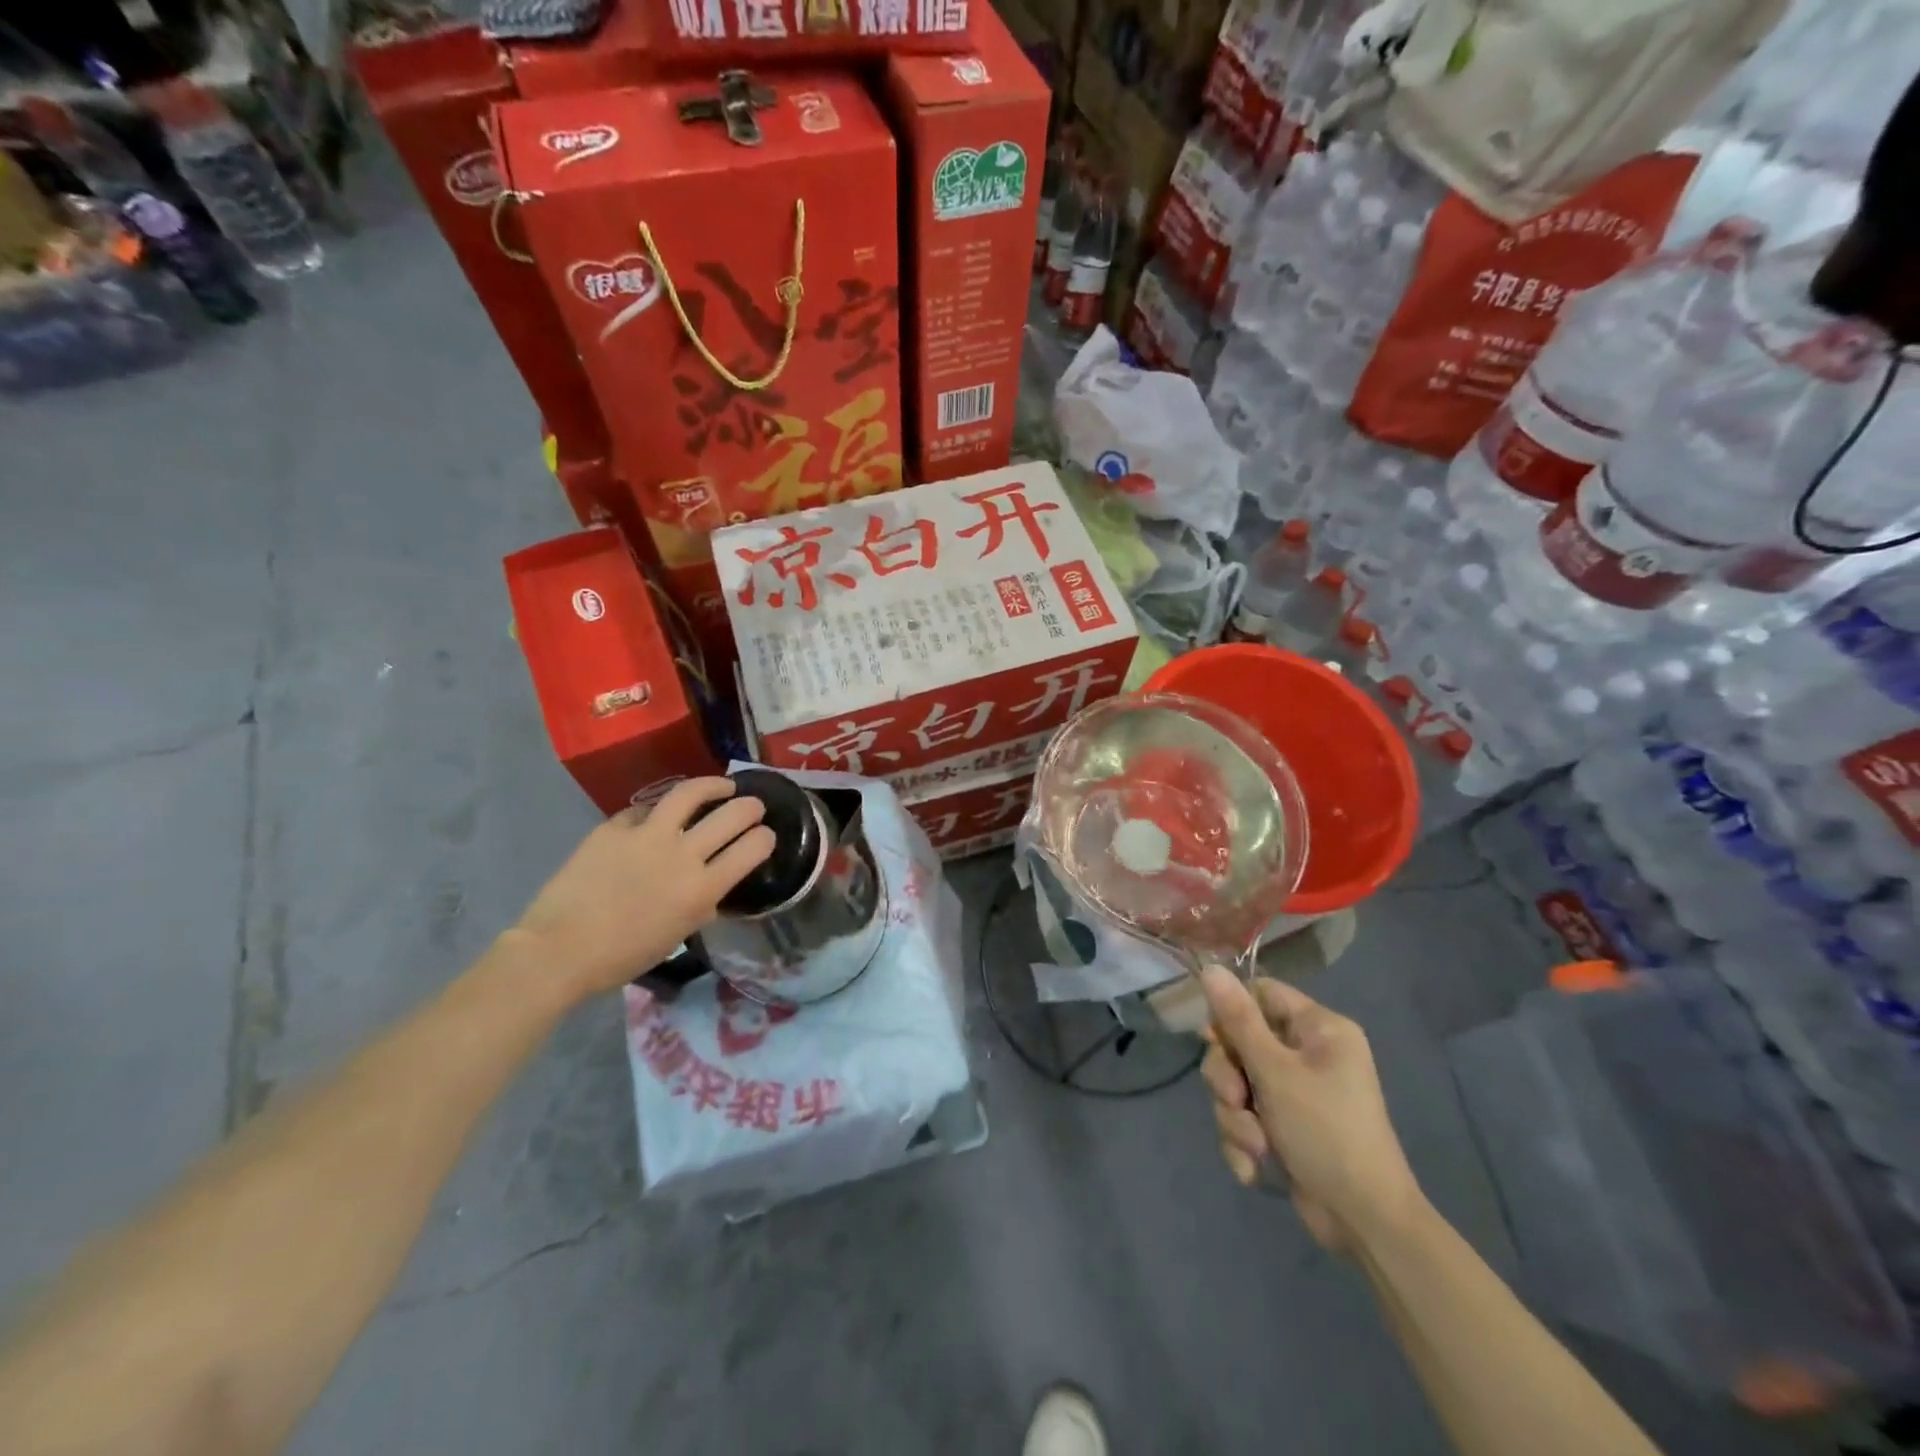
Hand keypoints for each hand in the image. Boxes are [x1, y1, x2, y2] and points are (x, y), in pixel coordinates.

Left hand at [510, 778, 775, 1003]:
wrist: (559, 951)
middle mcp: (682, 854)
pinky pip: (644, 810)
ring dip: (713, 786)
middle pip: (732, 815)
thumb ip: (701, 905)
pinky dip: (657, 811)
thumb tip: (711, 888)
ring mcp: (646, 835)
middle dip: (751, 807)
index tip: (765, 836)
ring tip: (721, 786)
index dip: (765, 838)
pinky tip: (658, 816)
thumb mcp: (678, 934)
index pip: (752, 848)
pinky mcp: (614, 827)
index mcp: (702, 888)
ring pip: (691, 793)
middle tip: (753, 806)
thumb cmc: (623, 956)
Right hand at [1199, 968, 1424, 1252]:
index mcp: (1319, 1029)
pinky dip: (1244, 1142)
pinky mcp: (1284, 1128)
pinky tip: (1256, 1167)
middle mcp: (1307, 1054)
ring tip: (1255, 1146)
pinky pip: (1245, 1118)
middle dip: (1229, 1078)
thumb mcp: (1275, 1072)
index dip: (1231, 1012)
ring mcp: (1295, 1093)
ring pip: (1237, 1084)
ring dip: (1235, 1117)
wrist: (1364, 1223)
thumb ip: (1238, 1020)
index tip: (1213, 1039)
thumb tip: (1210, 968)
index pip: (1260, 994)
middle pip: (1240, 1042)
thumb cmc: (1326, 1132)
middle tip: (1236, 1099)